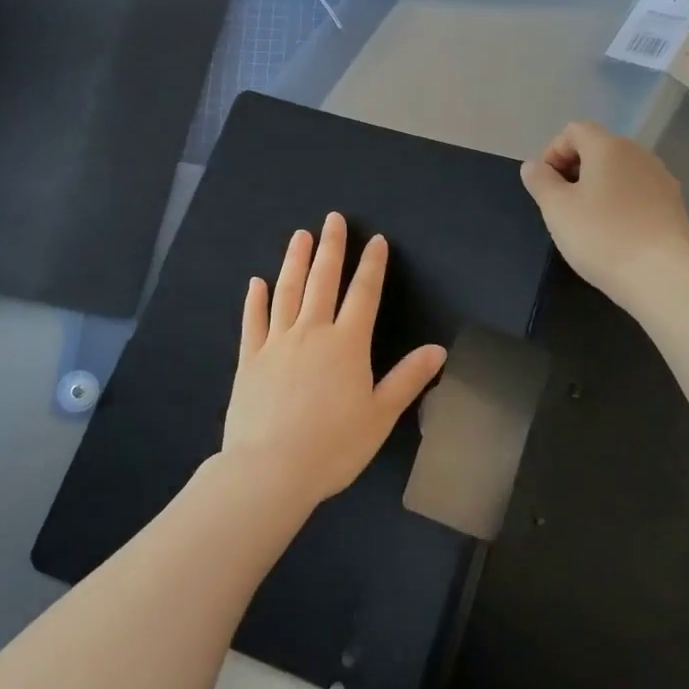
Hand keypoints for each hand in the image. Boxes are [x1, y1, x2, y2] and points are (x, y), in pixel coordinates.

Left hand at [220, 213, 446, 510]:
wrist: (271, 469)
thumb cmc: (333, 445)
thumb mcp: (381, 415)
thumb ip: (408, 379)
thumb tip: (438, 349)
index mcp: (347, 343)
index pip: (364, 294)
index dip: (372, 265)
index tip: (376, 240)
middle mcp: (312, 332)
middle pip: (323, 280)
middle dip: (331, 248)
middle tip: (333, 219)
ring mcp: (277, 342)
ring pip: (287, 291)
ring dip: (295, 261)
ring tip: (300, 236)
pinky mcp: (250, 359)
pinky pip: (254, 320)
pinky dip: (256, 299)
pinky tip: (256, 282)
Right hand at [519, 121, 688, 309]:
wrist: (660, 276)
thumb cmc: (600, 236)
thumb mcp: (556, 209)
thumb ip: (540, 180)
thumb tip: (534, 165)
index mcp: (608, 147)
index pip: (574, 130)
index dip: (553, 152)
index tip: (546, 185)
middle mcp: (639, 153)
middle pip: (599, 148)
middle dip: (575, 170)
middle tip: (562, 205)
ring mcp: (661, 178)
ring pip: (620, 171)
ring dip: (599, 186)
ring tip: (588, 221)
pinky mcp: (674, 204)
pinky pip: (639, 191)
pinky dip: (621, 202)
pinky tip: (616, 232)